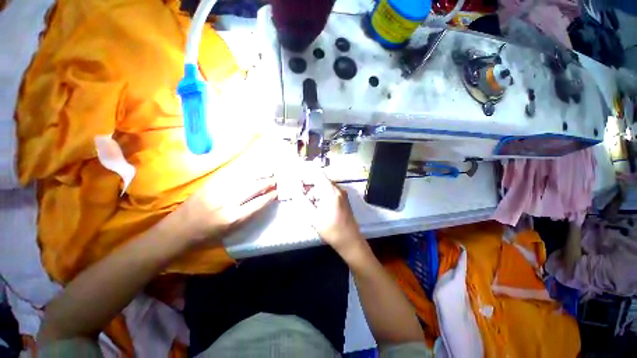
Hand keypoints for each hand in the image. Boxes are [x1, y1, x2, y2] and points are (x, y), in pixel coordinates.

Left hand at [170, 176, 276, 246]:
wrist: (180, 229)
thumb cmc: (208, 235)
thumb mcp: (231, 231)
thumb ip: (249, 215)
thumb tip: (263, 201)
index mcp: (233, 217)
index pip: (258, 203)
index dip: (270, 196)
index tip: (277, 192)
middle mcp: (228, 202)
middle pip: (254, 188)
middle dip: (268, 183)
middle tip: (276, 180)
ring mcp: (219, 190)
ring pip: (245, 178)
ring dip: (260, 175)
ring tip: (269, 172)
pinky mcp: (212, 183)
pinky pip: (234, 174)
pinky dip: (246, 172)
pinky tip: (254, 170)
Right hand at [294, 162, 364, 255]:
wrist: (350, 241)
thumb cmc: (332, 230)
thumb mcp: (313, 217)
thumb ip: (302, 201)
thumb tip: (295, 188)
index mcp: (331, 191)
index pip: (317, 174)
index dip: (305, 172)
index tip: (295, 174)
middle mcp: (338, 189)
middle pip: (320, 179)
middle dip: (308, 184)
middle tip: (299, 192)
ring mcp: (342, 194)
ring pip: (324, 186)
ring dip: (314, 190)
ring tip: (307, 201)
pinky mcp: (342, 199)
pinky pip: (329, 191)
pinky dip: (320, 194)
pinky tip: (316, 205)